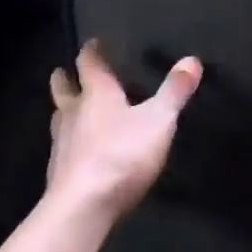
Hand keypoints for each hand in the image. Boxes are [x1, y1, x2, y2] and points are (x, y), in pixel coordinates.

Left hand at [47, 40, 201, 227]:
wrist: (82, 208)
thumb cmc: (121, 154)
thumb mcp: (158, 120)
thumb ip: (175, 91)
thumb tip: (192, 59)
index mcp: (96, 94)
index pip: (89, 63)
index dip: (92, 51)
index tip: (93, 42)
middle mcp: (74, 113)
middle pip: (63, 89)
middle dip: (65, 78)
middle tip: (64, 71)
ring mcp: (62, 144)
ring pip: (60, 118)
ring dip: (65, 111)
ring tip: (72, 109)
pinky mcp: (59, 173)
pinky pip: (64, 148)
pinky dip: (71, 143)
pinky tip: (80, 152)